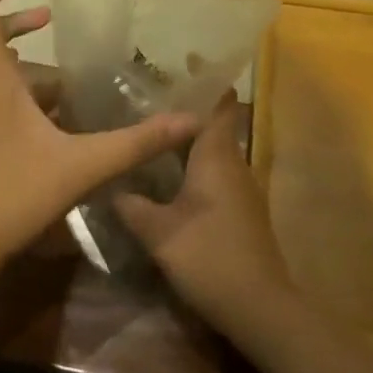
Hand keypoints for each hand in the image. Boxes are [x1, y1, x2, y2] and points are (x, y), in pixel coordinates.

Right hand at [115, 94, 296, 338]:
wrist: (261, 309)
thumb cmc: (210, 258)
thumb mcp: (160, 233)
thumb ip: (133, 206)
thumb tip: (110, 185)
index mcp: (217, 156)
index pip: (220, 104)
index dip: (207, 80)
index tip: (183, 63)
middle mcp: (233, 164)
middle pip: (214, 124)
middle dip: (186, 110)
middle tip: (147, 100)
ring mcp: (241, 189)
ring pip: (214, 152)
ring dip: (188, 141)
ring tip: (150, 134)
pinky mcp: (241, 212)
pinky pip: (216, 174)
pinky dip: (194, 166)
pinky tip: (168, 179)